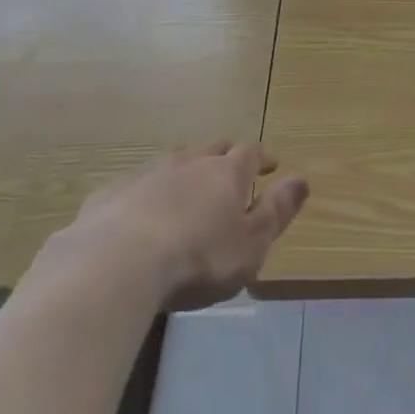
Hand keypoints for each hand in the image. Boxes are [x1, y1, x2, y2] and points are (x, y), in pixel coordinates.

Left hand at [31, 142, 308, 310]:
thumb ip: (277, 211)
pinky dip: (144, 193)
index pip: (251, 153)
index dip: (262, 157)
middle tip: (229, 168)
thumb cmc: (198, 258)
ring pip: (173, 161)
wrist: (118, 264)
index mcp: (226, 173)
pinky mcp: (111, 194)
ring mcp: (147, 174)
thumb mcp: (251, 244)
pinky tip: (138, 212)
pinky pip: (134, 186)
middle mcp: (189, 162)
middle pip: (211, 149)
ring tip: (186, 185)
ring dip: (184, 170)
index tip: (271, 164)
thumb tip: (303, 180)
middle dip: (224, 156)